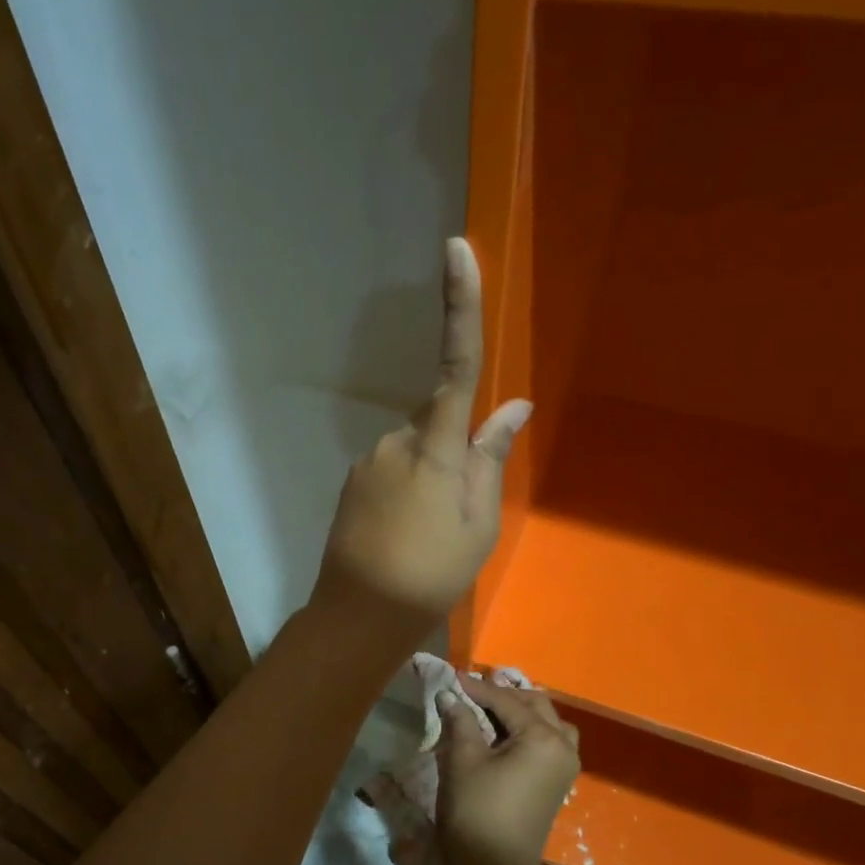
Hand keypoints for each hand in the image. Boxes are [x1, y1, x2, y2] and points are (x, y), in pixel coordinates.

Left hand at [310, 238, 532, 646]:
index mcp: (436, 448)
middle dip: (454, 450)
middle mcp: (395, 441)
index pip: (456, 366)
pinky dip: (406, 491)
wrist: (360, 614)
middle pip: (437, 422)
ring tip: (428, 534)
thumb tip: (512, 408)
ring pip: (414, 450)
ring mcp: (367, 462)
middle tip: (456, 514)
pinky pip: (391, 470)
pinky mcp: (352, 483)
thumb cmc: (431, 573)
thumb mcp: (478, 523)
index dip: (459, 307)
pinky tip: (403, 534)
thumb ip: (490, 459)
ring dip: (429, 477)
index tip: (455, 250)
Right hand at [435, 676, 580, 864]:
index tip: (453, 677)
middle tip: (472, 691)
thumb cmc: (478, 810)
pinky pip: (550, 743)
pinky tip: (507, 736)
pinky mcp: (558, 783)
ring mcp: (565, 767)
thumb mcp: (463, 761)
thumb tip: (450, 696)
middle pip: (535, 706)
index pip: (507, 701)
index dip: (477, 688)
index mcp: (542, 737)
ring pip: (549, 724)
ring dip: (522, 712)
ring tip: (494, 710)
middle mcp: (562, 746)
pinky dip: (531, 732)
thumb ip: (460, 722)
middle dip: (503, 695)